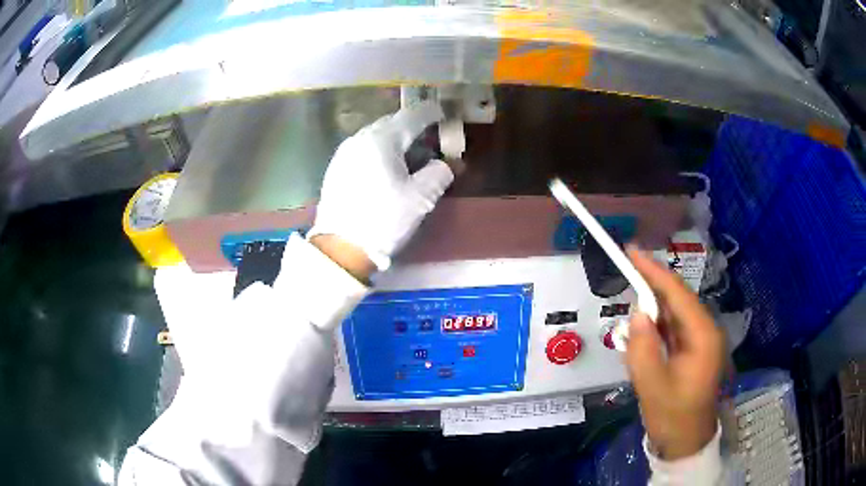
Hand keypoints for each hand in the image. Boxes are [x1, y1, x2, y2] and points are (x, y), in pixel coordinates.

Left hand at [309, 101, 455, 272]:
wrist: (341, 248)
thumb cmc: (383, 219)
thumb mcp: (420, 197)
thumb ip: (439, 172)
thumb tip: (444, 164)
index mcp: (381, 140)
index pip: (411, 117)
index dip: (430, 113)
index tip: (442, 114)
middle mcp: (359, 139)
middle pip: (391, 123)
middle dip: (412, 126)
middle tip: (429, 137)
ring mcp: (344, 153)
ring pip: (376, 136)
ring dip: (395, 139)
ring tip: (409, 154)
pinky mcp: (336, 168)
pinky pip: (363, 149)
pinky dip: (379, 151)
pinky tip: (386, 167)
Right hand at [624, 247, 724, 459]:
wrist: (686, 442)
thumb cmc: (672, 417)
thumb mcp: (652, 387)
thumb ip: (643, 349)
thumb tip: (637, 314)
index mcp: (703, 337)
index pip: (678, 295)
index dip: (654, 271)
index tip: (632, 251)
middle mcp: (707, 332)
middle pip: (678, 299)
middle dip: (653, 286)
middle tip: (627, 270)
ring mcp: (703, 341)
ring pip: (676, 313)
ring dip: (654, 307)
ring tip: (632, 302)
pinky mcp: (695, 350)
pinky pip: (674, 328)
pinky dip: (657, 324)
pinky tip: (644, 328)